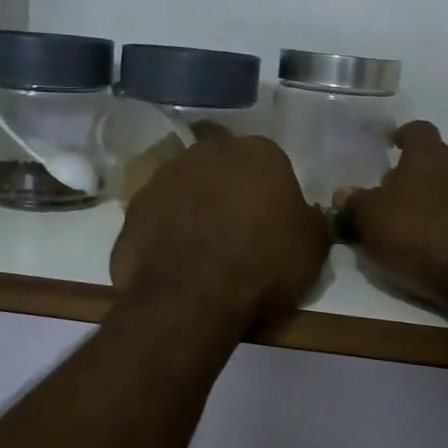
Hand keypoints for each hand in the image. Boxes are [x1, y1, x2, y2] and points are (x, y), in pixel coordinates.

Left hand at [111, 126, 329, 330]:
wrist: (192, 295)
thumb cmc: (263, 264)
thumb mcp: (313, 248)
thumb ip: (310, 221)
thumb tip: (304, 215)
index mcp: (258, 153)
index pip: (269, 162)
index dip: (270, 191)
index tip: (272, 220)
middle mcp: (208, 153)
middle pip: (221, 164)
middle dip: (227, 187)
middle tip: (236, 227)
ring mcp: (165, 177)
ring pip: (185, 185)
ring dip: (193, 205)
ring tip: (201, 246)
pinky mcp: (134, 207)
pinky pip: (158, 215)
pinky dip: (165, 230)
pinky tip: (174, 260)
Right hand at [336, 122, 447, 320]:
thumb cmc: (422, 236)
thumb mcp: (371, 221)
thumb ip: (354, 204)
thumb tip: (344, 194)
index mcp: (430, 154)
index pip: (417, 130)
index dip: (402, 137)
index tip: (391, 146)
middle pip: (437, 161)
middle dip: (417, 177)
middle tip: (395, 202)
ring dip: (438, 202)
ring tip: (418, 230)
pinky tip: (443, 249)